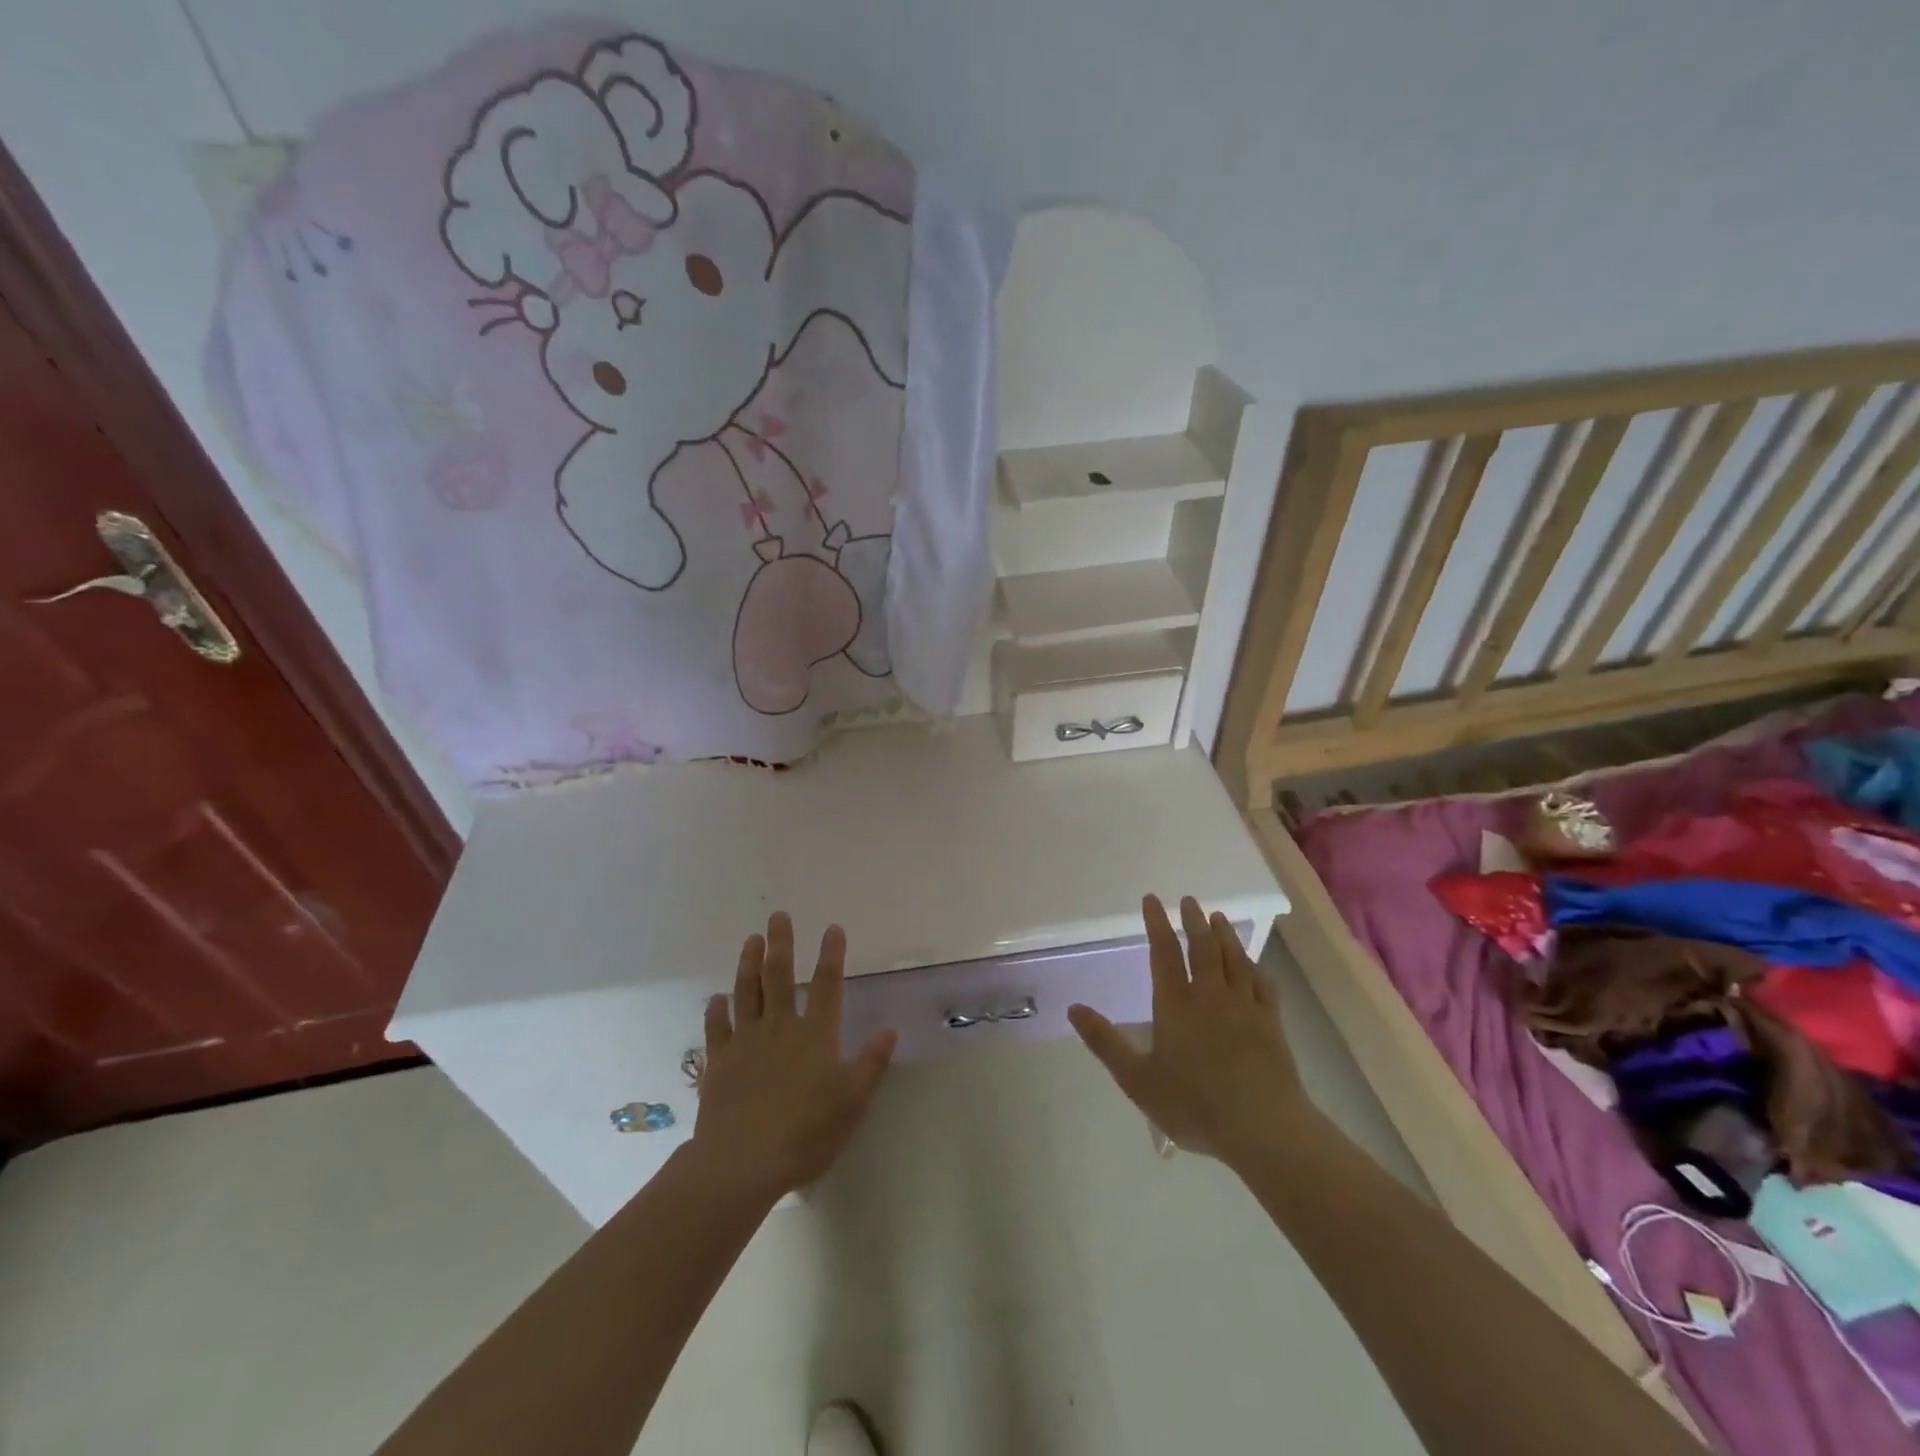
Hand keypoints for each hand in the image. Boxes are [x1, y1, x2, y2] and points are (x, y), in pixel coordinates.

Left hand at [691, 913, 897, 1203]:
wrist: (742, 1162)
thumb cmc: (805, 1132)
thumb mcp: (852, 1102)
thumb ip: (870, 1064)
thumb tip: (889, 1031)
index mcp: (815, 1035)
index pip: (828, 985)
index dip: (832, 954)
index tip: (833, 928)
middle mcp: (780, 1028)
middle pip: (780, 976)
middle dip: (781, 943)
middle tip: (778, 916)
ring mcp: (745, 1042)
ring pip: (746, 992)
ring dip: (748, 963)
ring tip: (751, 939)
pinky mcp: (718, 1062)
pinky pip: (716, 1028)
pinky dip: (716, 1010)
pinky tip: (716, 998)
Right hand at [1069, 895, 1314, 1168]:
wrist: (1262, 1128)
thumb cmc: (1194, 1106)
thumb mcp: (1137, 1080)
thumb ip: (1105, 1042)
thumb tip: (1073, 1008)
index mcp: (1176, 1004)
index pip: (1164, 952)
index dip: (1157, 923)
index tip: (1152, 900)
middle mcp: (1210, 996)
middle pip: (1202, 947)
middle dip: (1194, 921)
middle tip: (1189, 901)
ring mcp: (1245, 1007)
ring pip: (1234, 959)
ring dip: (1225, 935)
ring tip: (1218, 918)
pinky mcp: (1272, 1023)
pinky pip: (1263, 984)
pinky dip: (1255, 967)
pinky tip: (1253, 964)